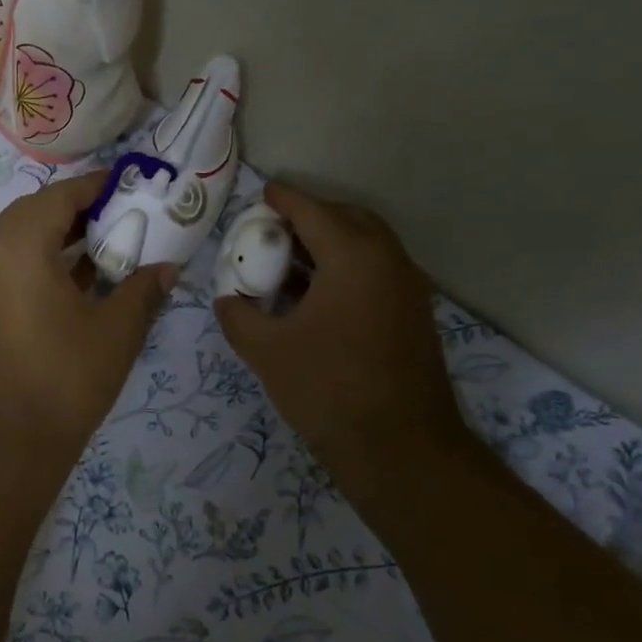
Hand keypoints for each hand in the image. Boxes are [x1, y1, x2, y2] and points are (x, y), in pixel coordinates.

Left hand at [0, 171, 174, 461]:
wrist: (6, 444)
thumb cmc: (65, 377)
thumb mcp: (117, 330)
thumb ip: (143, 290)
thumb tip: (168, 269)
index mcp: (19, 247)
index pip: (58, 197)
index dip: (94, 186)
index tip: (128, 185)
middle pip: (33, 213)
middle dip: (76, 209)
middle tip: (118, 214)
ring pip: (20, 242)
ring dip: (59, 236)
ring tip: (106, 244)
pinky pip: (13, 268)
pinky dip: (44, 263)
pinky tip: (81, 281)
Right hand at [214, 181, 468, 473]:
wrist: (400, 448)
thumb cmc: (328, 389)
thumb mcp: (266, 351)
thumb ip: (238, 316)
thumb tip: (228, 300)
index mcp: (353, 256)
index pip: (312, 211)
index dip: (283, 199)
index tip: (262, 194)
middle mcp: (388, 260)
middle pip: (348, 218)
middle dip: (312, 215)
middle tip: (276, 228)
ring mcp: (408, 287)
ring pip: (367, 245)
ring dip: (331, 242)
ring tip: (291, 261)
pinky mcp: (413, 314)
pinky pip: (377, 271)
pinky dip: (347, 267)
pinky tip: (318, 296)